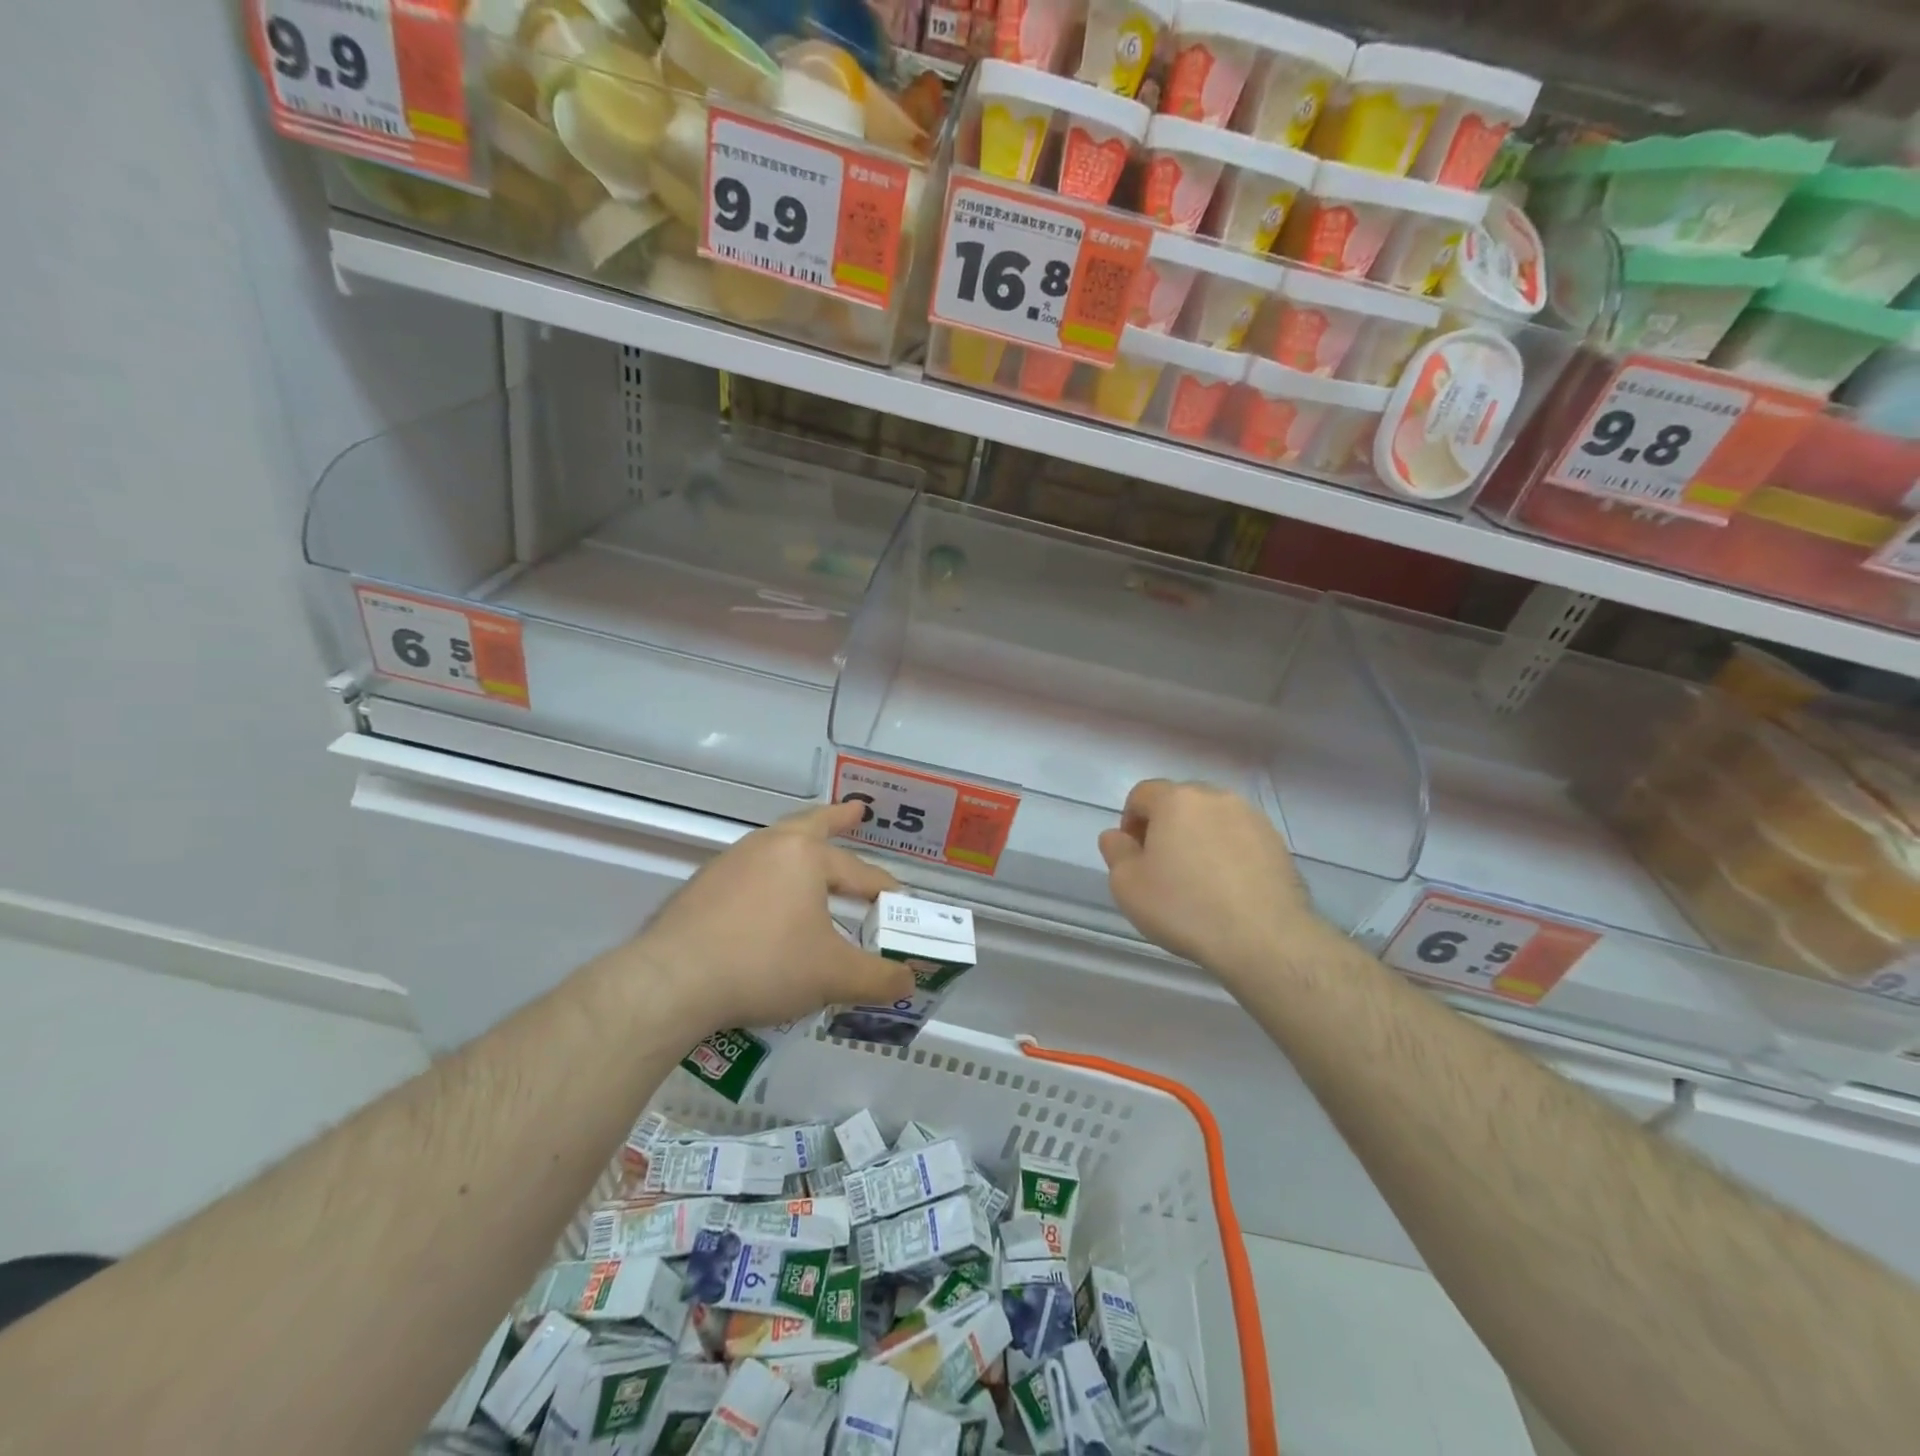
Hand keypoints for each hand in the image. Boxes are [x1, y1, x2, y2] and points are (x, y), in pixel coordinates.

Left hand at [629, 802, 914, 1032]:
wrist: (672, 980)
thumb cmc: (765, 964)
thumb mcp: (832, 976)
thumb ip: (877, 978)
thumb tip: (908, 982)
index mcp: (805, 855)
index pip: (860, 871)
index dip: (884, 890)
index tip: (900, 902)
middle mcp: (768, 847)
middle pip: (811, 824)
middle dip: (837, 818)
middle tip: (855, 811)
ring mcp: (730, 863)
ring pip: (776, 846)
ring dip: (800, 847)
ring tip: (812, 857)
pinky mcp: (702, 887)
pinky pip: (749, 872)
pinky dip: (769, 877)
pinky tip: (768, 902)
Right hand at [1098, 779, 1323, 980]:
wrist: (1264, 938)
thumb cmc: (1184, 907)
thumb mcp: (1128, 885)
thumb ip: (1115, 851)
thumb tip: (1117, 836)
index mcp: (1176, 800)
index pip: (1142, 794)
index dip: (1130, 821)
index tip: (1133, 856)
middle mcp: (1216, 797)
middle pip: (1180, 802)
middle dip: (1166, 826)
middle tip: (1163, 867)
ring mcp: (1252, 818)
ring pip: (1213, 819)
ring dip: (1199, 838)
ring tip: (1199, 879)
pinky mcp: (1277, 843)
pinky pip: (1240, 838)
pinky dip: (1228, 853)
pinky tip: (1228, 888)